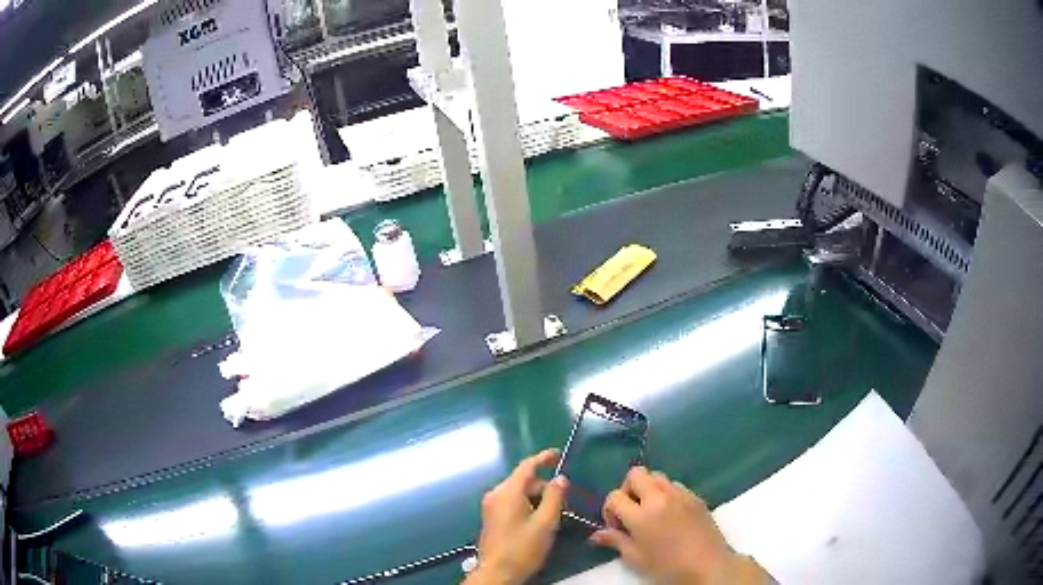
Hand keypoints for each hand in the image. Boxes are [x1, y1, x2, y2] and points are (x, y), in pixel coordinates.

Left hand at [466, 449, 568, 584]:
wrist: (497, 573)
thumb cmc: (522, 548)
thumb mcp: (546, 523)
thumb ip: (554, 497)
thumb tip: (560, 478)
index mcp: (507, 492)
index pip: (527, 466)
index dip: (543, 458)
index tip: (558, 453)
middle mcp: (495, 494)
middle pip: (523, 481)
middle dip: (544, 486)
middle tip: (565, 501)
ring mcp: (491, 506)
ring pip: (518, 493)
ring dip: (537, 498)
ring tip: (554, 514)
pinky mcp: (491, 517)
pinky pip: (511, 502)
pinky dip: (527, 505)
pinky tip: (538, 520)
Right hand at [590, 467, 769, 584]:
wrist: (708, 565)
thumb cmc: (668, 567)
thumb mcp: (636, 559)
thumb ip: (616, 541)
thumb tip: (596, 535)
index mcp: (641, 515)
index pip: (614, 496)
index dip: (610, 510)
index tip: (616, 526)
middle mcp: (660, 497)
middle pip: (636, 473)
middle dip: (628, 489)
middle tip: (631, 511)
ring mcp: (680, 494)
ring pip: (657, 476)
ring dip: (648, 489)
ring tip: (651, 511)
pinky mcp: (696, 496)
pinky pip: (675, 485)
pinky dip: (667, 494)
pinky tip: (670, 514)